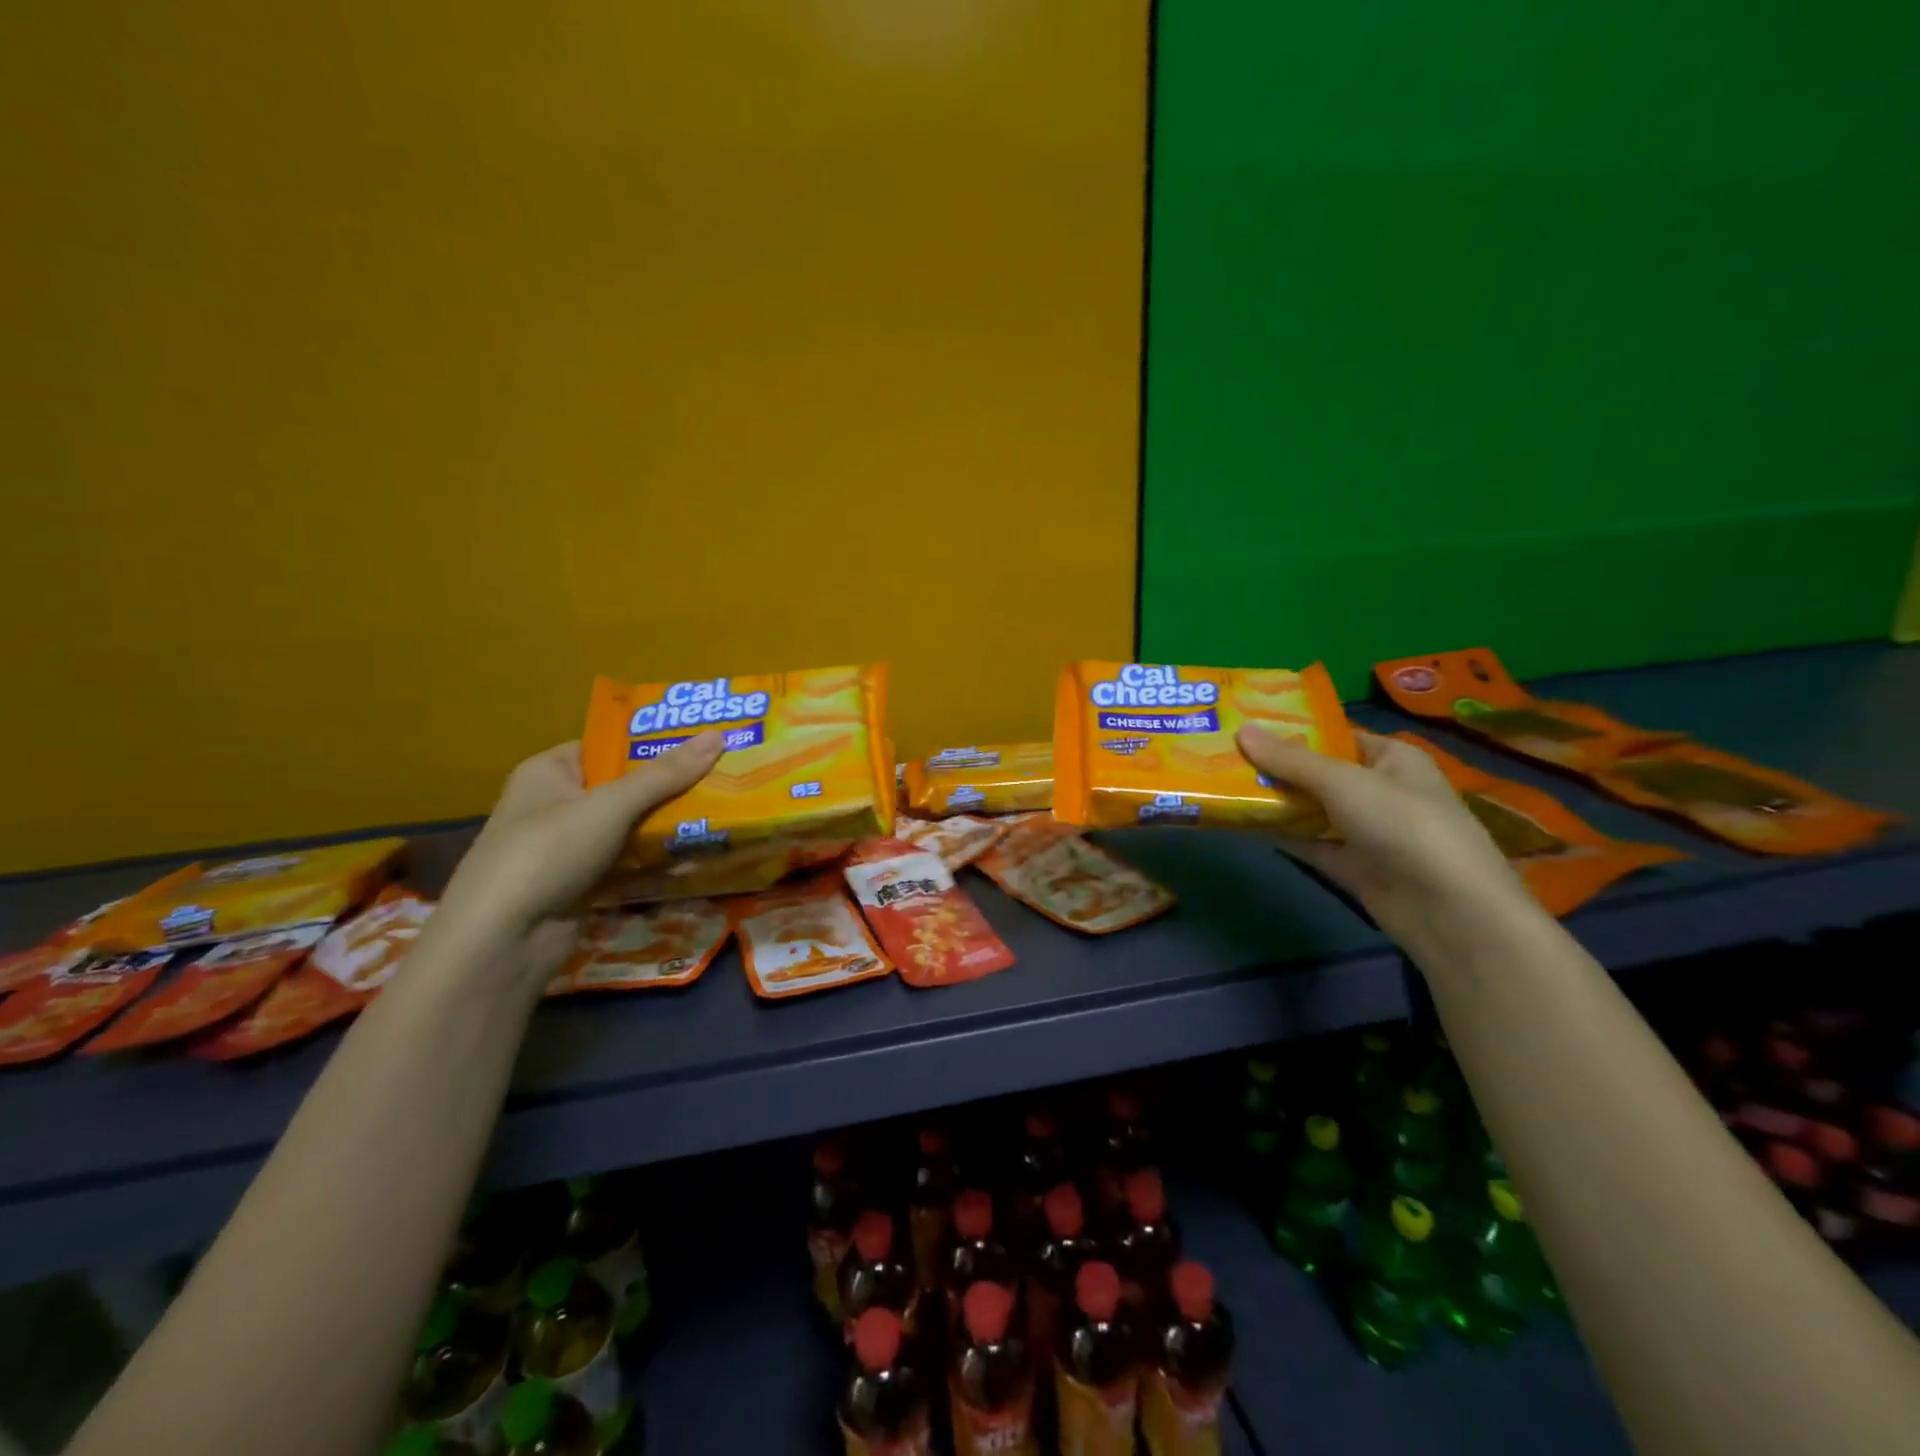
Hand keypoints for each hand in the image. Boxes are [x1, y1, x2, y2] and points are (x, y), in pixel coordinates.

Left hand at [429, 732, 725, 989]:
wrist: (501, 943)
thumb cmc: (547, 853)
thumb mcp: (610, 806)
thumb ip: (665, 774)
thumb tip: (718, 736)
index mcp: (549, 771)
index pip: (608, 745)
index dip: (652, 742)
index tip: (702, 740)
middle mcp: (557, 804)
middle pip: (625, 787)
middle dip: (671, 786)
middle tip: (723, 777)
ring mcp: (569, 848)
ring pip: (630, 827)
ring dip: (669, 826)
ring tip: (722, 814)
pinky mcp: (582, 884)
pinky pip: (628, 863)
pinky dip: (657, 862)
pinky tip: (697, 859)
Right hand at [1236, 725, 1536, 949]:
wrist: (1448, 911)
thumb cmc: (1403, 825)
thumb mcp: (1344, 782)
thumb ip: (1290, 759)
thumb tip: (1240, 730)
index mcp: (1391, 758)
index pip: (1334, 735)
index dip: (1292, 729)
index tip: (1245, 725)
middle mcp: (1379, 790)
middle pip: (1318, 773)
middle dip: (1274, 766)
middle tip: (1221, 754)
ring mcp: (1366, 830)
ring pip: (1311, 809)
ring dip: (1274, 801)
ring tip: (1222, 784)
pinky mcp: (1353, 865)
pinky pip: (1309, 842)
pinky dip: (1281, 834)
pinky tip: (1242, 823)